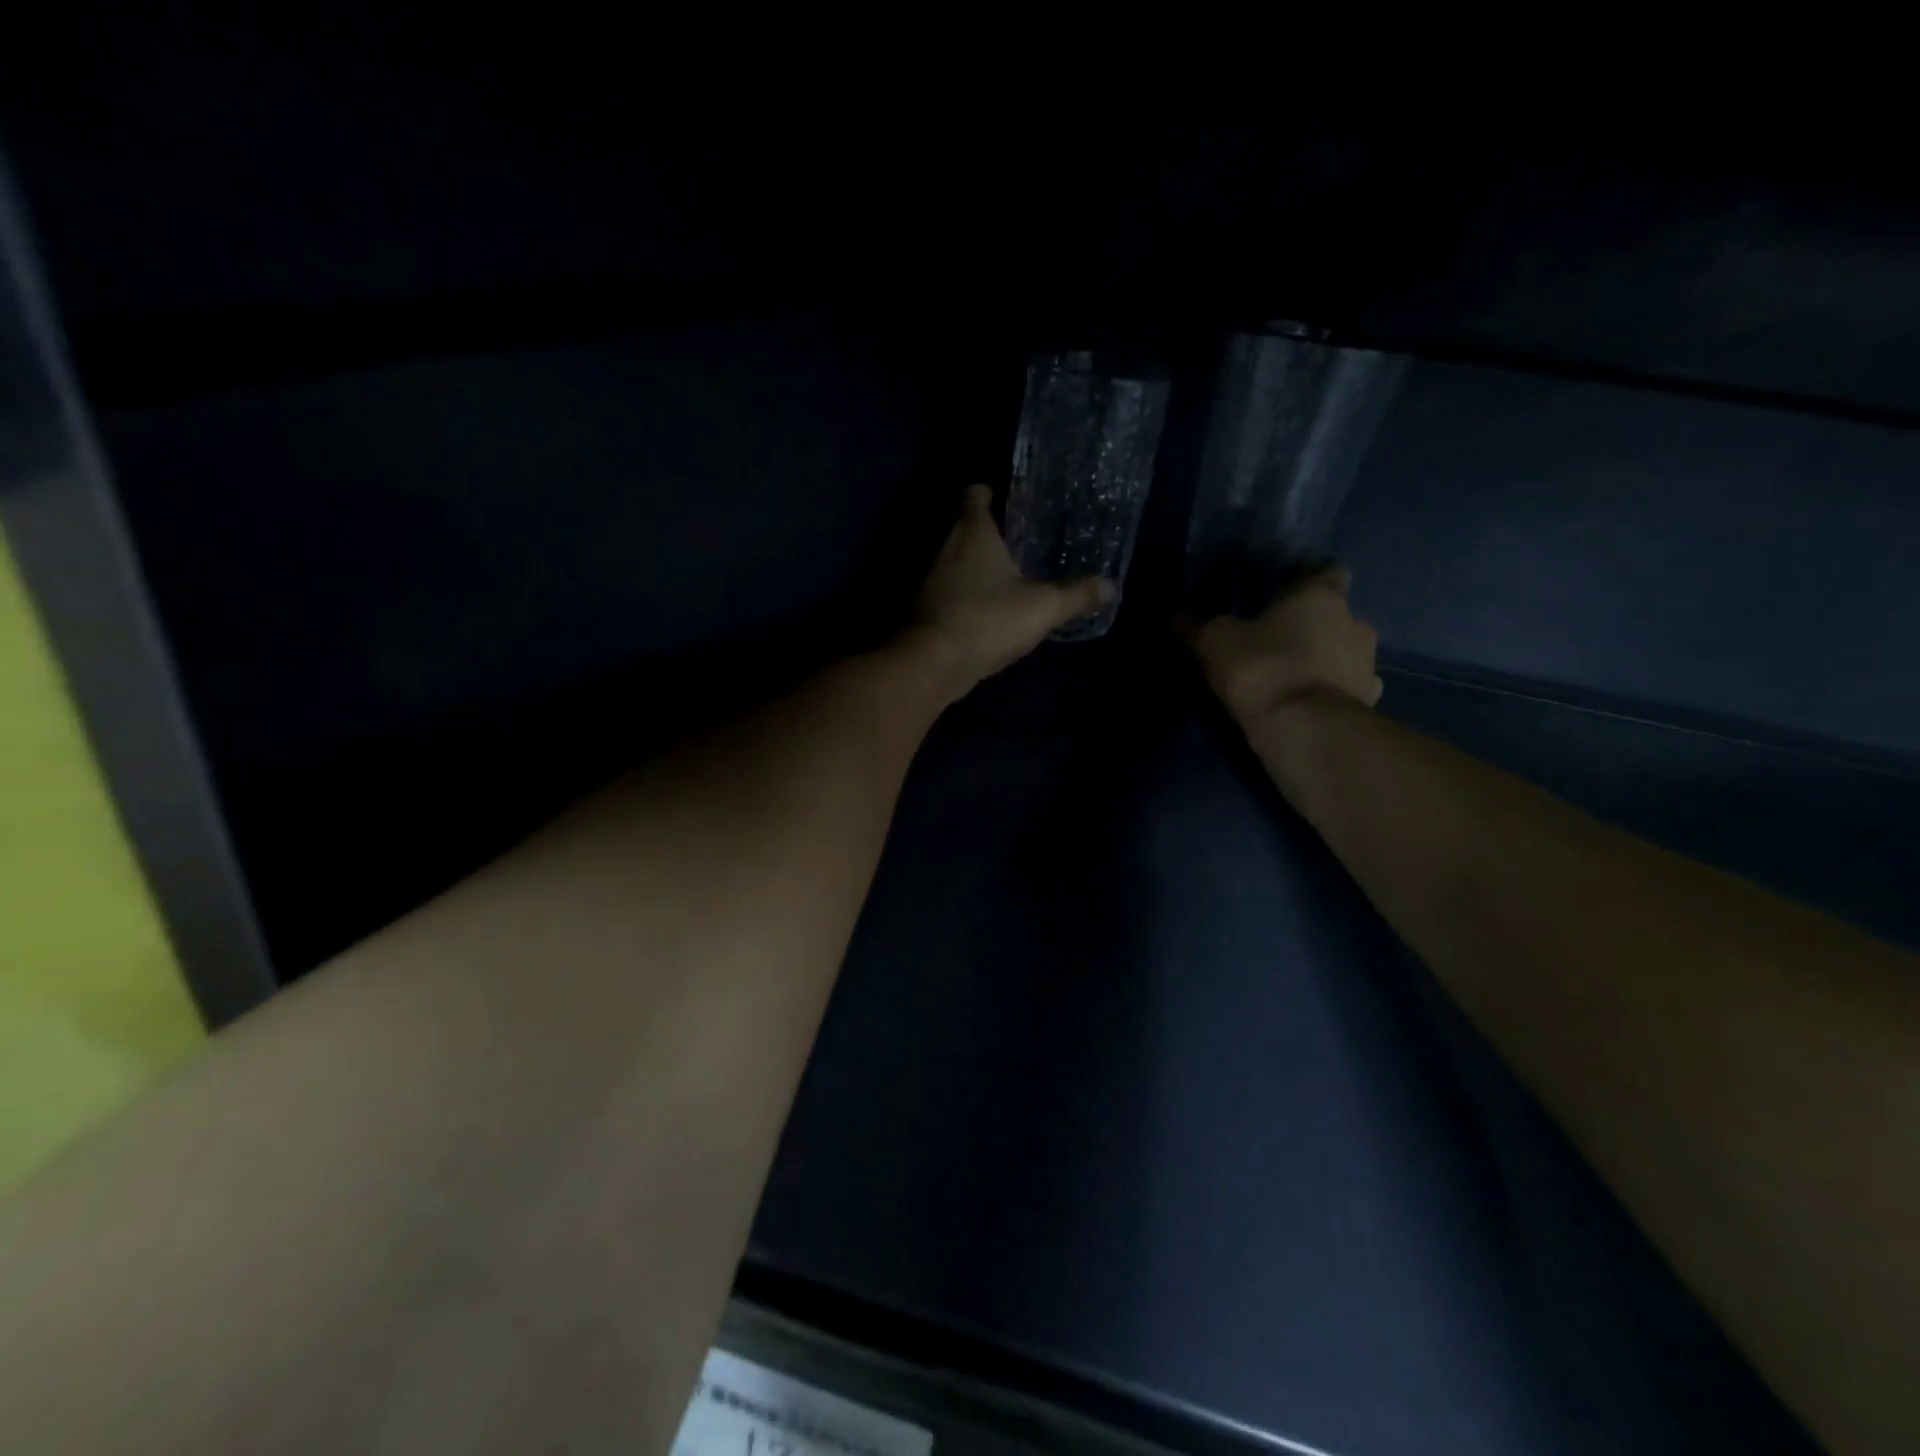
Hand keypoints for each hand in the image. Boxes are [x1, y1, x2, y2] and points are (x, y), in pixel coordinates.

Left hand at [908, 485, 1111, 698]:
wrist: (932, 663)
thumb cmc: (988, 620)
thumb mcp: (1042, 608)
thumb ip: (1076, 595)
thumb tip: (1110, 586)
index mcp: (973, 533)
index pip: (974, 496)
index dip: (985, 493)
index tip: (999, 497)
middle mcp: (944, 547)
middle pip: (962, 528)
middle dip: (984, 533)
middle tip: (1013, 541)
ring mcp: (929, 579)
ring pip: (952, 562)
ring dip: (971, 567)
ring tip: (1000, 577)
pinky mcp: (923, 610)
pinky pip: (946, 592)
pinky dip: (961, 596)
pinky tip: (982, 611)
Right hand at [1185, 564, 1382, 726]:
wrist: (1304, 729)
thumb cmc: (1262, 669)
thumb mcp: (1216, 643)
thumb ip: (1199, 626)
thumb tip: (1178, 615)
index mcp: (1320, 596)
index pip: (1327, 572)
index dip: (1308, 580)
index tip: (1286, 592)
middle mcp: (1354, 621)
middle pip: (1336, 614)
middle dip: (1313, 624)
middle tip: (1279, 638)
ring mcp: (1367, 663)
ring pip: (1345, 651)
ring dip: (1325, 658)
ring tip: (1292, 674)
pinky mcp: (1367, 700)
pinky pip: (1349, 687)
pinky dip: (1332, 690)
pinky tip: (1310, 700)